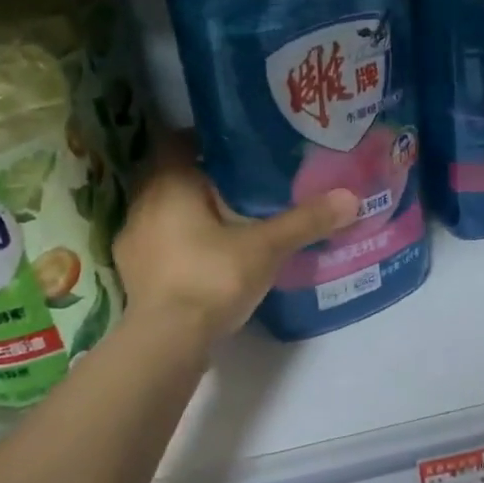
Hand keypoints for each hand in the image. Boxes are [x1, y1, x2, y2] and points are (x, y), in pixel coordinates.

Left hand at [114, 143, 355, 345]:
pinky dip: (179, 244)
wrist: (168, 341)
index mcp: (169, 183)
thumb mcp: (267, 247)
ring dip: (188, 213)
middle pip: (172, 177)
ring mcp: (133, 241)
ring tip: (227, 220)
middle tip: (242, 183)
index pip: (178, 141)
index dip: (205, 140)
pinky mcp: (133, 274)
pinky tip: (205, 258)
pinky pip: (159, 244)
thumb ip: (305, 220)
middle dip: (203, 179)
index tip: (236, 148)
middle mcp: (143, 204)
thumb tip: (350, 197)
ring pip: (163, 212)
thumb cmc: (213, 277)